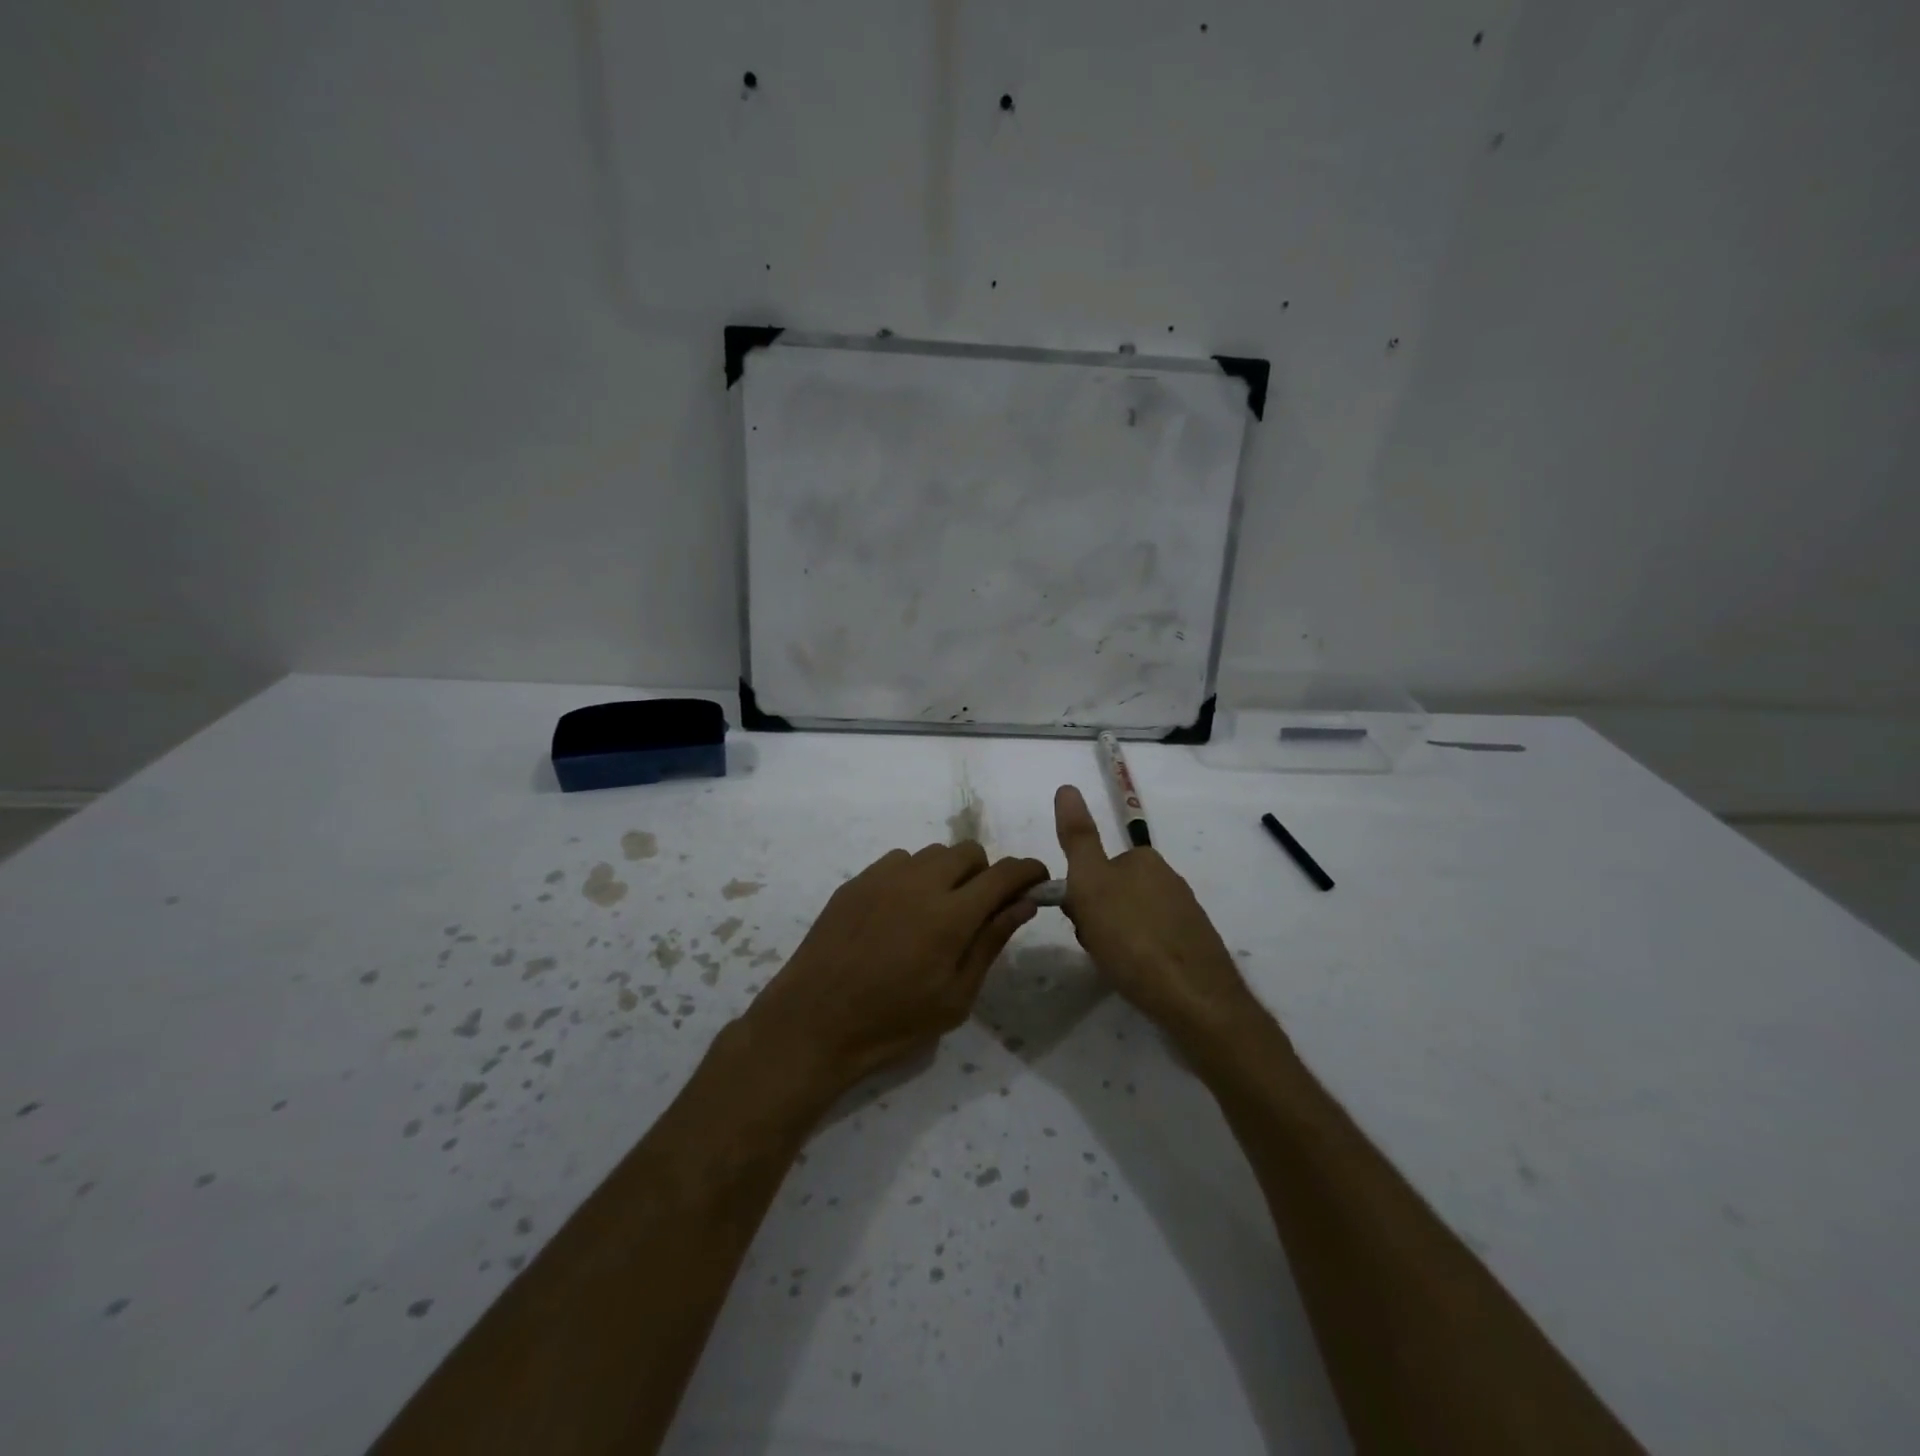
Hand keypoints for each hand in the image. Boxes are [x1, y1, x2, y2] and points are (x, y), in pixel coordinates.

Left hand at [747, 843, 1048, 1089]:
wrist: (814, 1022)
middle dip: (986, 873)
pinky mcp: (856, 880)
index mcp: (951, 915)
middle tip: (979, 910)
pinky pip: (899, 861)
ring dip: (948, 873)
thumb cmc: (892, 1021)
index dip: (1028, 872)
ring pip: (933, 853)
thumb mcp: (955, 997)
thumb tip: (1024, 904)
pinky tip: (900, 912)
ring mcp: (883, 876)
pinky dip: (913, 876)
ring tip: (937, 913)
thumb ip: (991, 942)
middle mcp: (920, 882)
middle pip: (969, 851)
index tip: (1038, 881)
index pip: (1004, 874)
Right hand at [1053, 784, 1261, 1044]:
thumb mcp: (1091, 884)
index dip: (1082, 894)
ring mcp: (1186, 914)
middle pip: (1115, 893)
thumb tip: (1067, 787)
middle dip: (1099, 917)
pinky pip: (1154, 943)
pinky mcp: (1196, 947)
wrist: (1195, 1000)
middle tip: (1097, 945)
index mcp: (1145, 860)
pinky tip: (1140, 978)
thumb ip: (1078, 838)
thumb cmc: (1133, 938)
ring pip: (1134, 919)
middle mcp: (1169, 880)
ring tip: (1117, 966)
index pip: (1098, 867)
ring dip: (1118, 938)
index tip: (1082, 919)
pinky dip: (1141, 956)